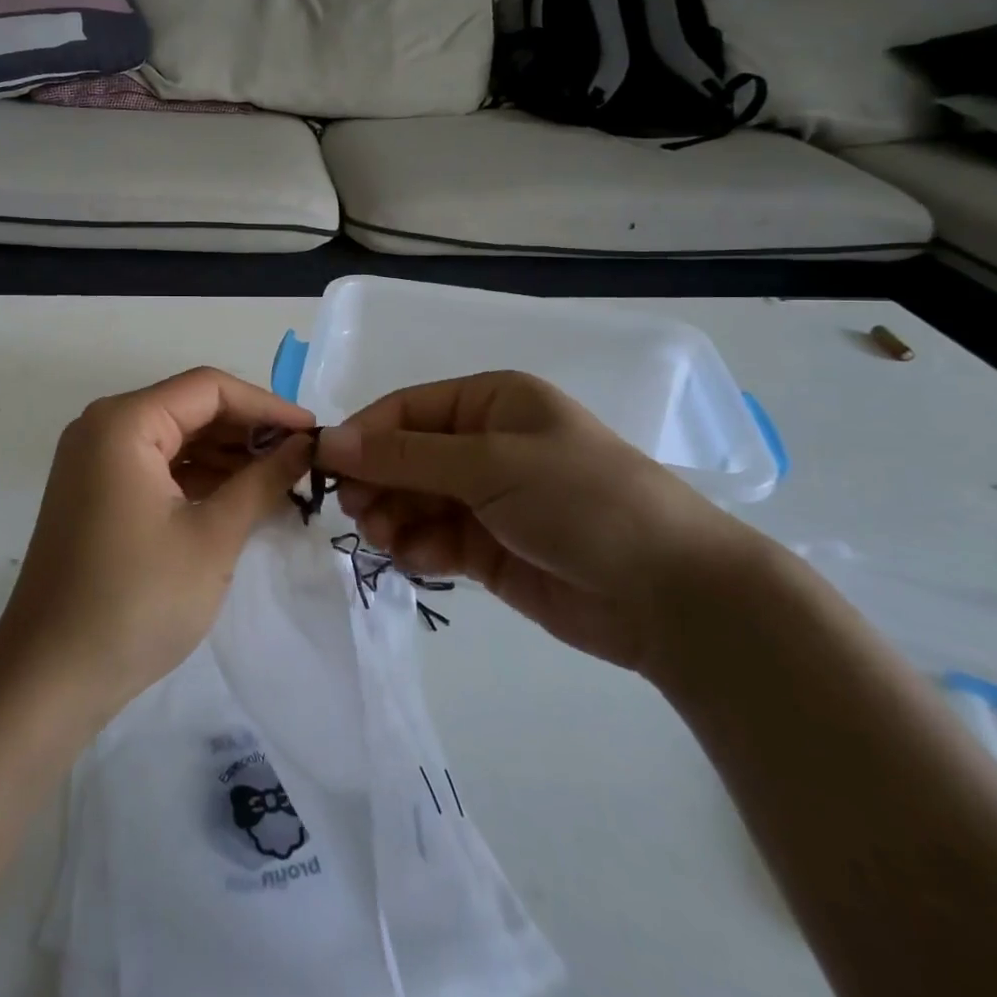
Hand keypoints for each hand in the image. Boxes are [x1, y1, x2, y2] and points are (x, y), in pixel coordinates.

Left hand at [0, 367, 314, 720]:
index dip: (266, 405)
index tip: (313, 432)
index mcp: (124, 422)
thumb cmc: (137, 600)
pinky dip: (197, 477)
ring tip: (279, 480)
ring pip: (174, 438)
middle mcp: (103, 427)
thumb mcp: (213, 537)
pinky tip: (238, 497)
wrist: (49, 678)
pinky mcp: (95, 493)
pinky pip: (156, 466)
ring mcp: (94, 461)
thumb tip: (304, 445)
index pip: (208, 388)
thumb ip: (262, 480)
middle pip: (189, 408)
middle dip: (247, 431)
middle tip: (301, 460)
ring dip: (225, 455)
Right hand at [317, 372, 765, 674]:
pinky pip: (432, 538)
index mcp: (491, 402)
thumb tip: (331, 440)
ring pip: (413, 499)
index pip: (407, 410)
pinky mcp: (488, 547)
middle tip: (357, 512)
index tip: (325, 465)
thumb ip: (406, 456)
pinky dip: (416, 547)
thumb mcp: (490, 464)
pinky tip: (416, 559)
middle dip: (377, 482)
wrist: (671, 594)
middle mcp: (484, 444)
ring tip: (386, 538)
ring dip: (391, 516)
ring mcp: (486, 498)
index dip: (364, 435)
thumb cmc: (580, 500)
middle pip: (404, 456)